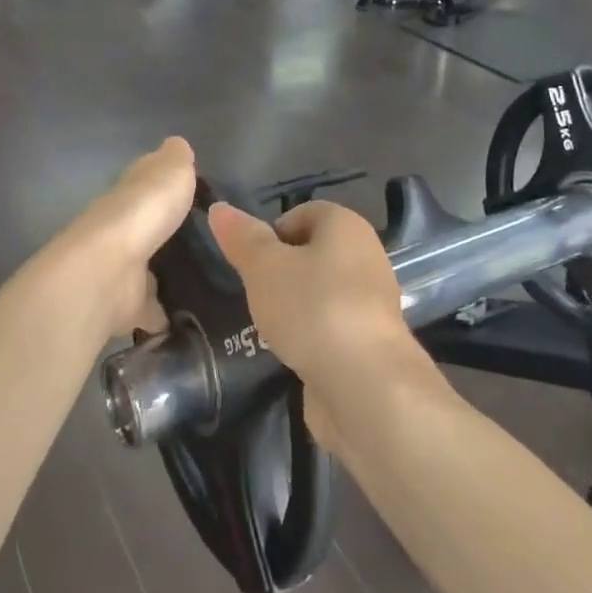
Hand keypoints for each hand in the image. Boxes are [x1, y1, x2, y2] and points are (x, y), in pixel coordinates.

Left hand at [57, 137, 197, 338]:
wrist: (109, 271)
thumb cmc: (143, 211)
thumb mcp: (171, 171)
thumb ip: (177, 160)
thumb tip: (178, 145)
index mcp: (130, 194)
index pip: (146, 183)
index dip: (165, 184)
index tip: (194, 193)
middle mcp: (122, 230)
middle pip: (148, 228)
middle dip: (170, 233)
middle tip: (210, 241)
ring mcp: (122, 269)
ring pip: (149, 269)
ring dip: (168, 275)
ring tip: (209, 280)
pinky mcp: (126, 306)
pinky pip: (151, 310)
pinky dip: (166, 314)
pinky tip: (193, 315)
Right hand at [206, 200, 437, 450]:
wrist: (365, 384)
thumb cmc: (312, 308)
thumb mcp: (265, 267)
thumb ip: (243, 238)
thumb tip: (220, 209)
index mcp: (346, 226)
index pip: (304, 213)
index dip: (272, 232)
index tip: (249, 262)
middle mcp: (366, 255)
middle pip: (314, 252)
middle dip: (282, 270)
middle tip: (254, 293)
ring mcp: (371, 301)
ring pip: (322, 291)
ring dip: (295, 305)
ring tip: (269, 325)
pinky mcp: (370, 340)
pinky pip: (331, 324)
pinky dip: (311, 334)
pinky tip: (293, 351)